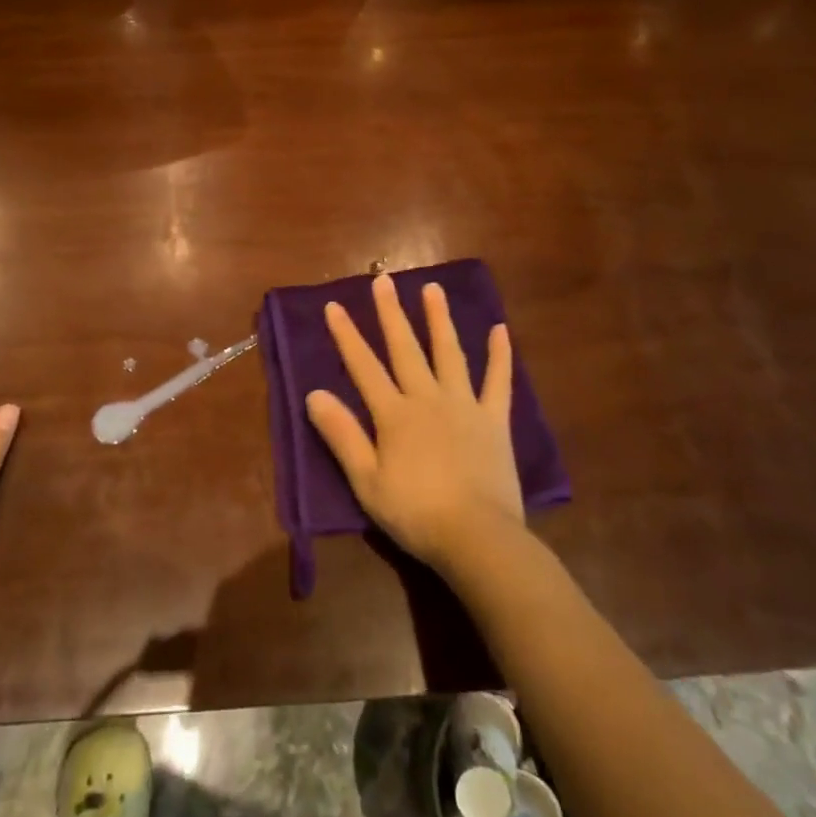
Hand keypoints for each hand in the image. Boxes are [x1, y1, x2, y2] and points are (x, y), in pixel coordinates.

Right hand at [306, 275, 522, 570]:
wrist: (476, 537)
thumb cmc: (415, 513)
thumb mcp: (366, 481)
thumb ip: (342, 435)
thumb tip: (314, 394)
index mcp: (394, 415)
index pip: (364, 367)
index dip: (347, 335)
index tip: (334, 304)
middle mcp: (427, 399)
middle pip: (406, 348)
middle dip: (391, 313)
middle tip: (383, 279)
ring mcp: (464, 406)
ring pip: (449, 353)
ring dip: (439, 319)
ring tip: (433, 288)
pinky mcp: (495, 420)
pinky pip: (499, 381)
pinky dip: (500, 355)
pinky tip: (500, 330)